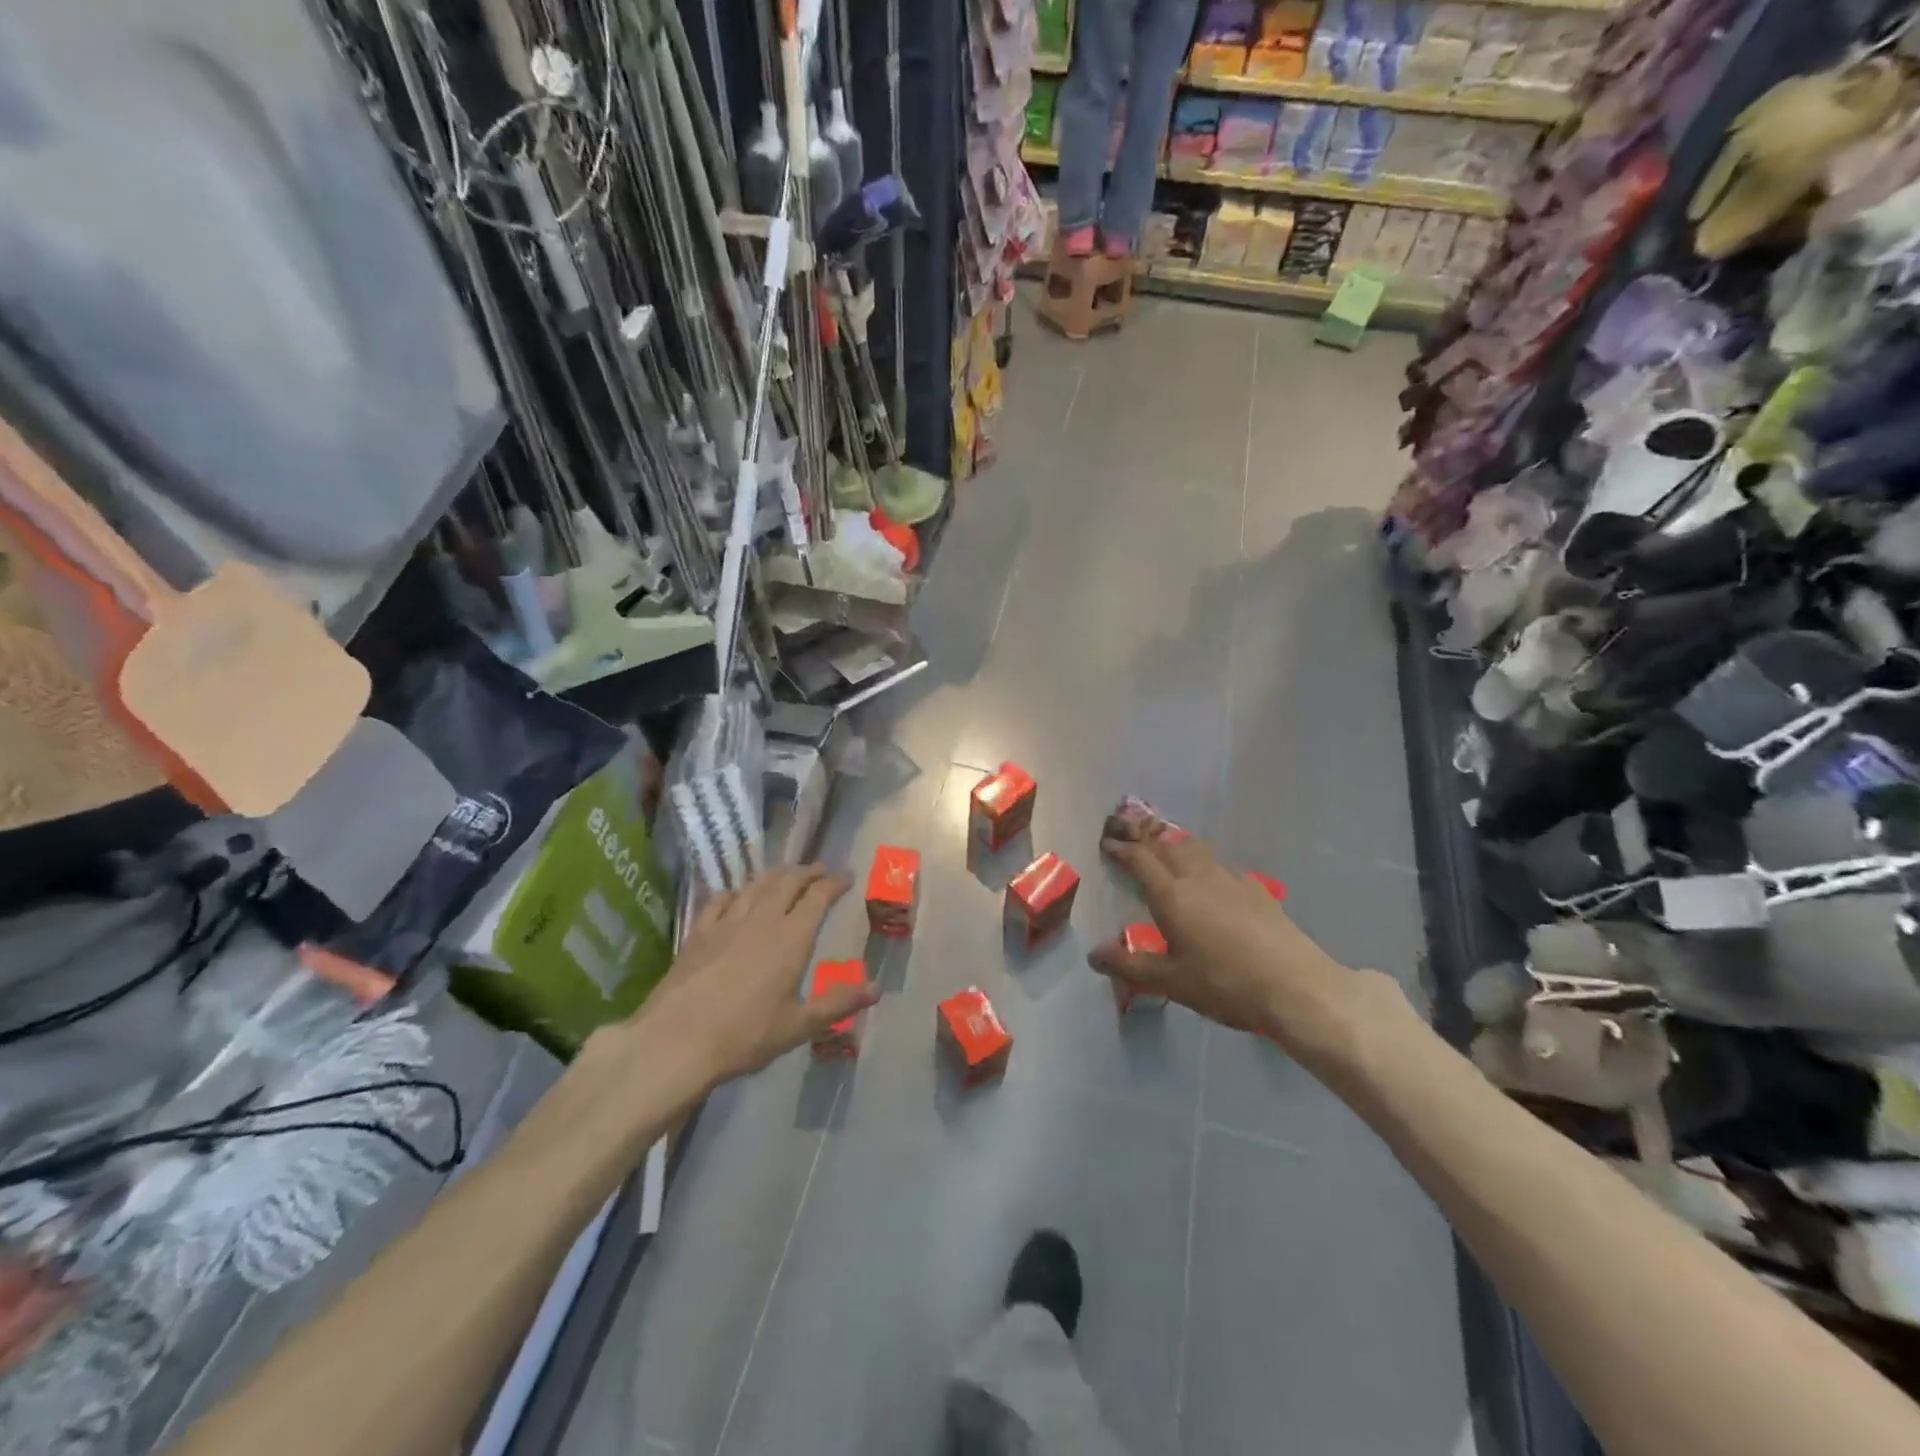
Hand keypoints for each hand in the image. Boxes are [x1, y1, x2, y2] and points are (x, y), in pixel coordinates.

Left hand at [631, 865, 877, 1086]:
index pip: (818, 897)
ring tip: (785, 873)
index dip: (834, 883)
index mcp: (791, 938)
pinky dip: (735, 892)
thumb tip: (877, 989)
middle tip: (819, 869)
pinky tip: (735, 895)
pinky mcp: (698, 934)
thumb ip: (838, 1003)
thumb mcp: (798, 1026)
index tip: (846, 876)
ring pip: (755, 886)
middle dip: (807, 871)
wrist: (675, 1041)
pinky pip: (720, 901)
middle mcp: (761, 920)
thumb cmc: (745, 1036)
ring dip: (775, 875)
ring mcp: (726, 924)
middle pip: (787, 882)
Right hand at [1090, 808, 1404, 1065]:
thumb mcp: (1171, 981)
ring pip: (1197, 849)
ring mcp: (1231, 879)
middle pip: (1167, 846)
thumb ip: (1130, 965)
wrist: (1295, 986)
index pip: (1140, 860)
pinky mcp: (1257, 889)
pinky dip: (1205, 863)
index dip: (1121, 848)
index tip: (1107, 842)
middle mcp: (1199, 877)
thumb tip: (1094, 955)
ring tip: (1167, 850)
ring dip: (1176, 845)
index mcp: (1172, 895)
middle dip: (1146, 839)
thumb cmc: (1225, 984)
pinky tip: (1211, 879)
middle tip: (1130, 836)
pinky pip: (1222, 865)